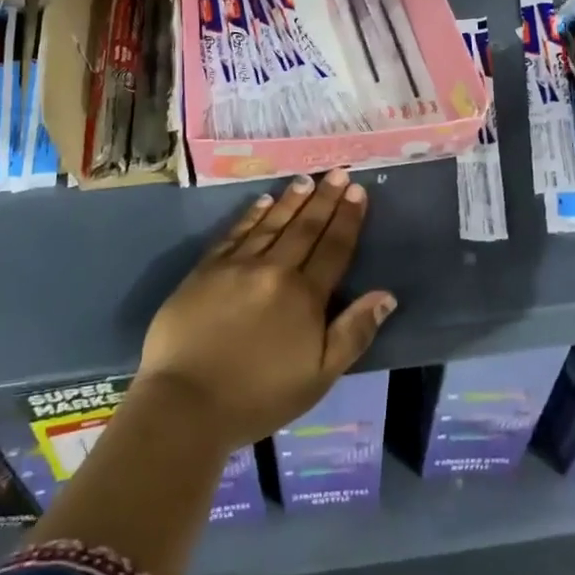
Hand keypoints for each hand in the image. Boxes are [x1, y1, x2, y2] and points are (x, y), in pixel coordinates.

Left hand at [136, 169, 396, 453]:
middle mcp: (274, 270)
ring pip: (271, 224)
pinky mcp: (206, 269)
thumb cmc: (259, 397)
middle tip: (337, 172)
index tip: (357, 191)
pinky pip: (235, 233)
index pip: (333, 248)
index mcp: (304, 296)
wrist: (187, 402)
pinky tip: (261, 202)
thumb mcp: (319, 377)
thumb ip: (354, 332)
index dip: (347, 218)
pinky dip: (251, 215)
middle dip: (324, 199)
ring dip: (290, 200)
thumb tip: (386, 295)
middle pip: (305, 228)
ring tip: (305, 179)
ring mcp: (237, 266)